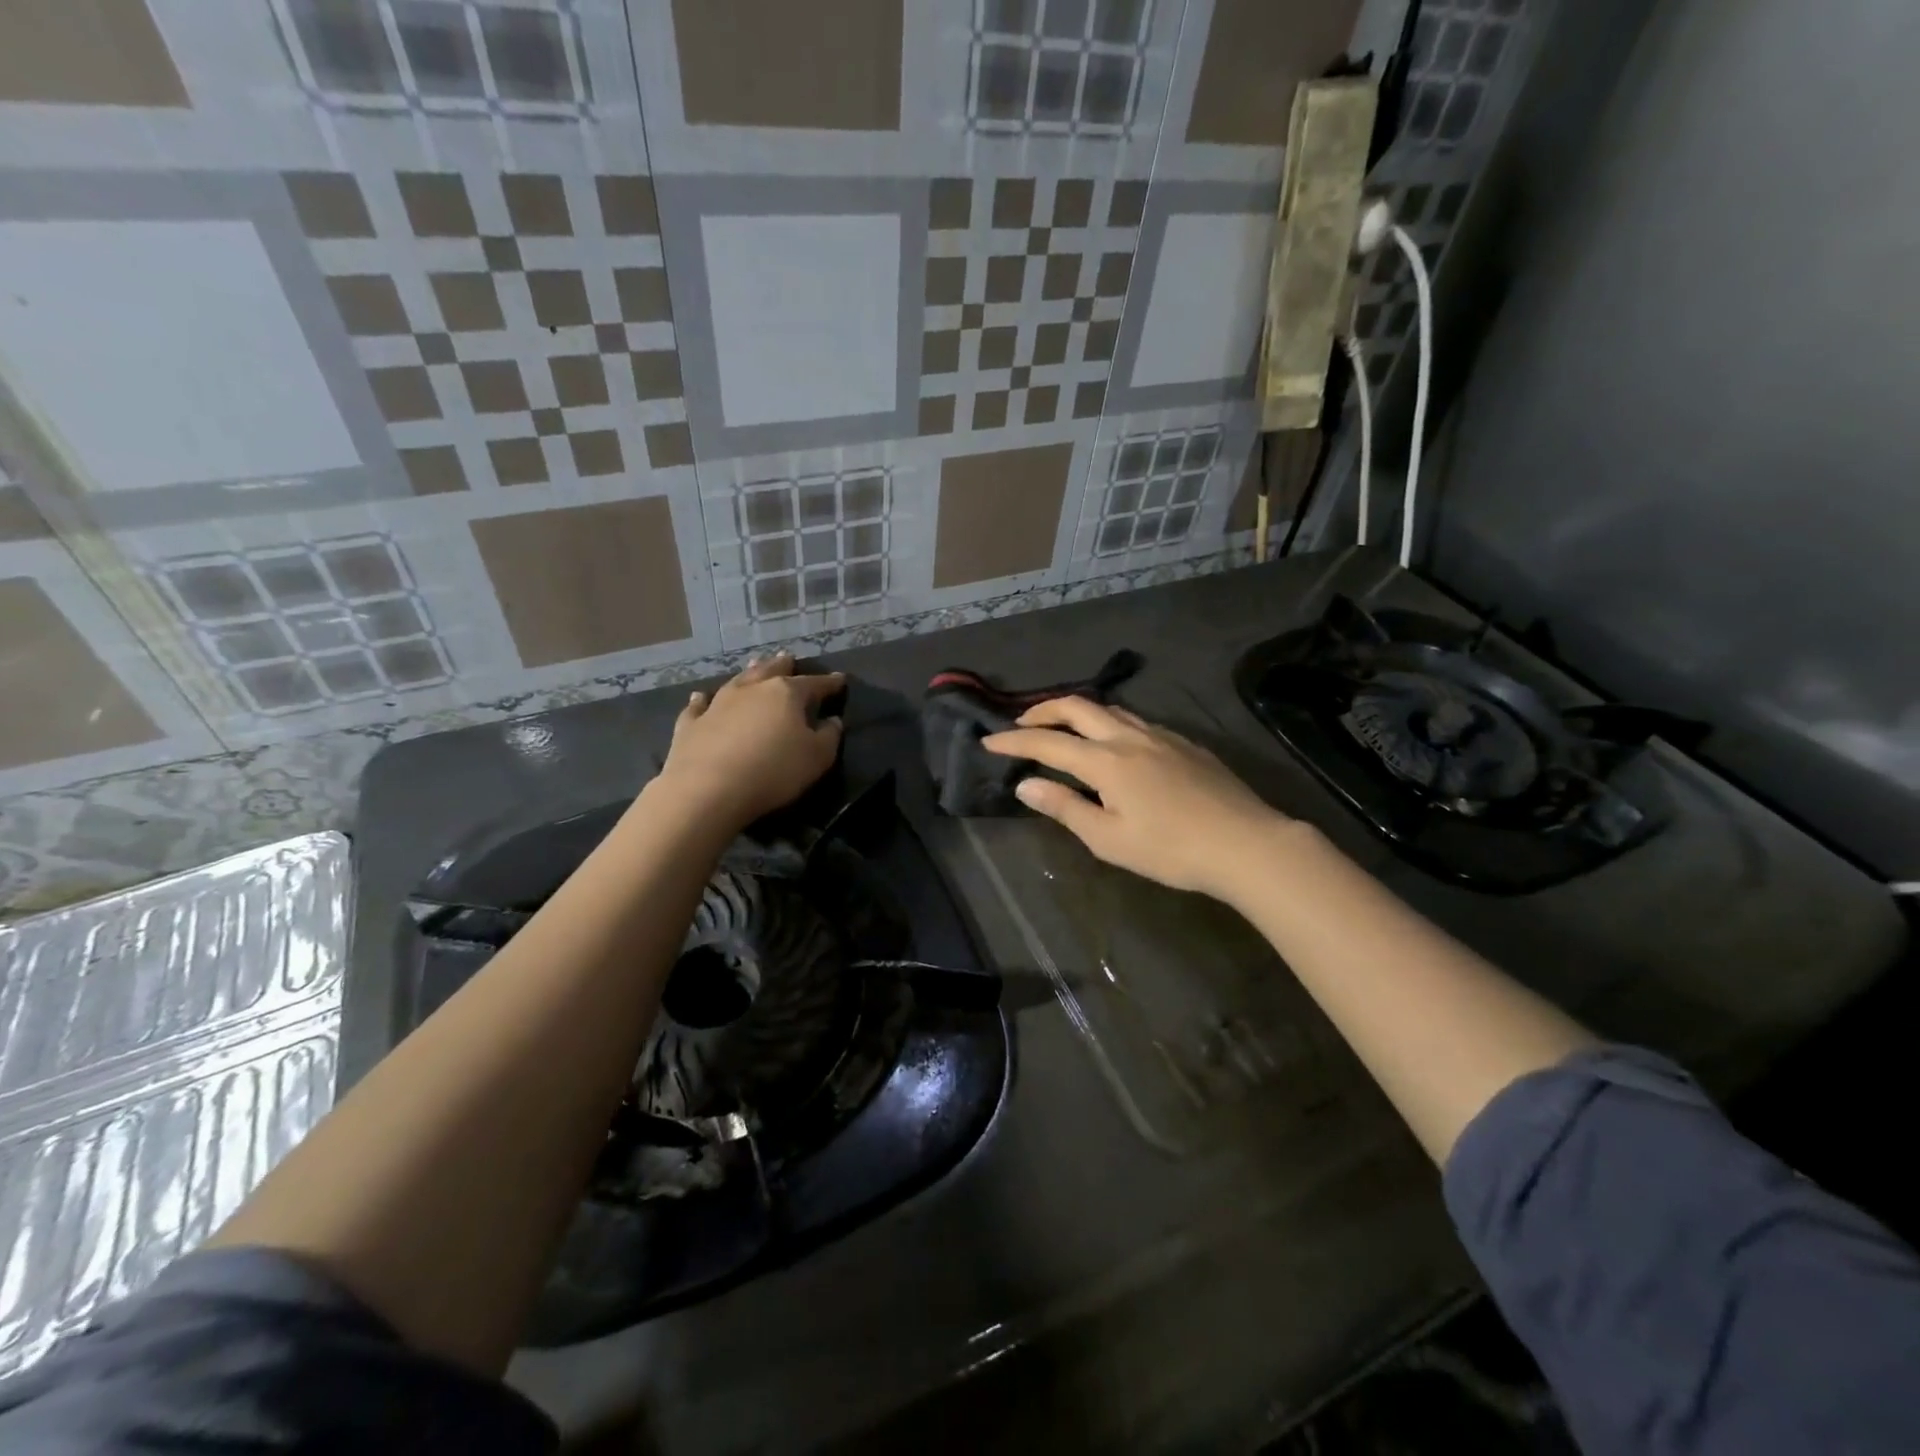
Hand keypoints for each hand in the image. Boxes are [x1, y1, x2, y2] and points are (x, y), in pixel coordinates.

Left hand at [653, 653, 844, 830]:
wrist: (708, 789)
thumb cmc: (773, 771)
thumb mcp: (817, 758)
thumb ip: (829, 736)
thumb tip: (833, 721)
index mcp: (786, 694)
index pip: (814, 684)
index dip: (829, 683)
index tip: (840, 680)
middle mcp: (751, 690)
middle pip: (771, 671)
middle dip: (782, 665)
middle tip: (788, 657)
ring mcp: (718, 704)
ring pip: (737, 681)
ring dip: (748, 672)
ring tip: (755, 663)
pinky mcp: (691, 724)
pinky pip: (698, 706)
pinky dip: (701, 700)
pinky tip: (699, 696)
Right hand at [982, 697, 1289, 901]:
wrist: (1246, 844)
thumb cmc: (1171, 850)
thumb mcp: (1109, 839)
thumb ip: (1065, 807)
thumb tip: (1025, 785)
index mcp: (1106, 761)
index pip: (1048, 742)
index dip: (1015, 741)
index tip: (988, 741)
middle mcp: (1130, 737)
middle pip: (1078, 707)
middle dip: (1043, 710)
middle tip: (1021, 723)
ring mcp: (1161, 735)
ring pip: (1110, 709)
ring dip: (1078, 712)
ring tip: (1062, 727)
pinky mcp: (1184, 743)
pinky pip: (1136, 720)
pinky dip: (1110, 722)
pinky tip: (1114, 743)